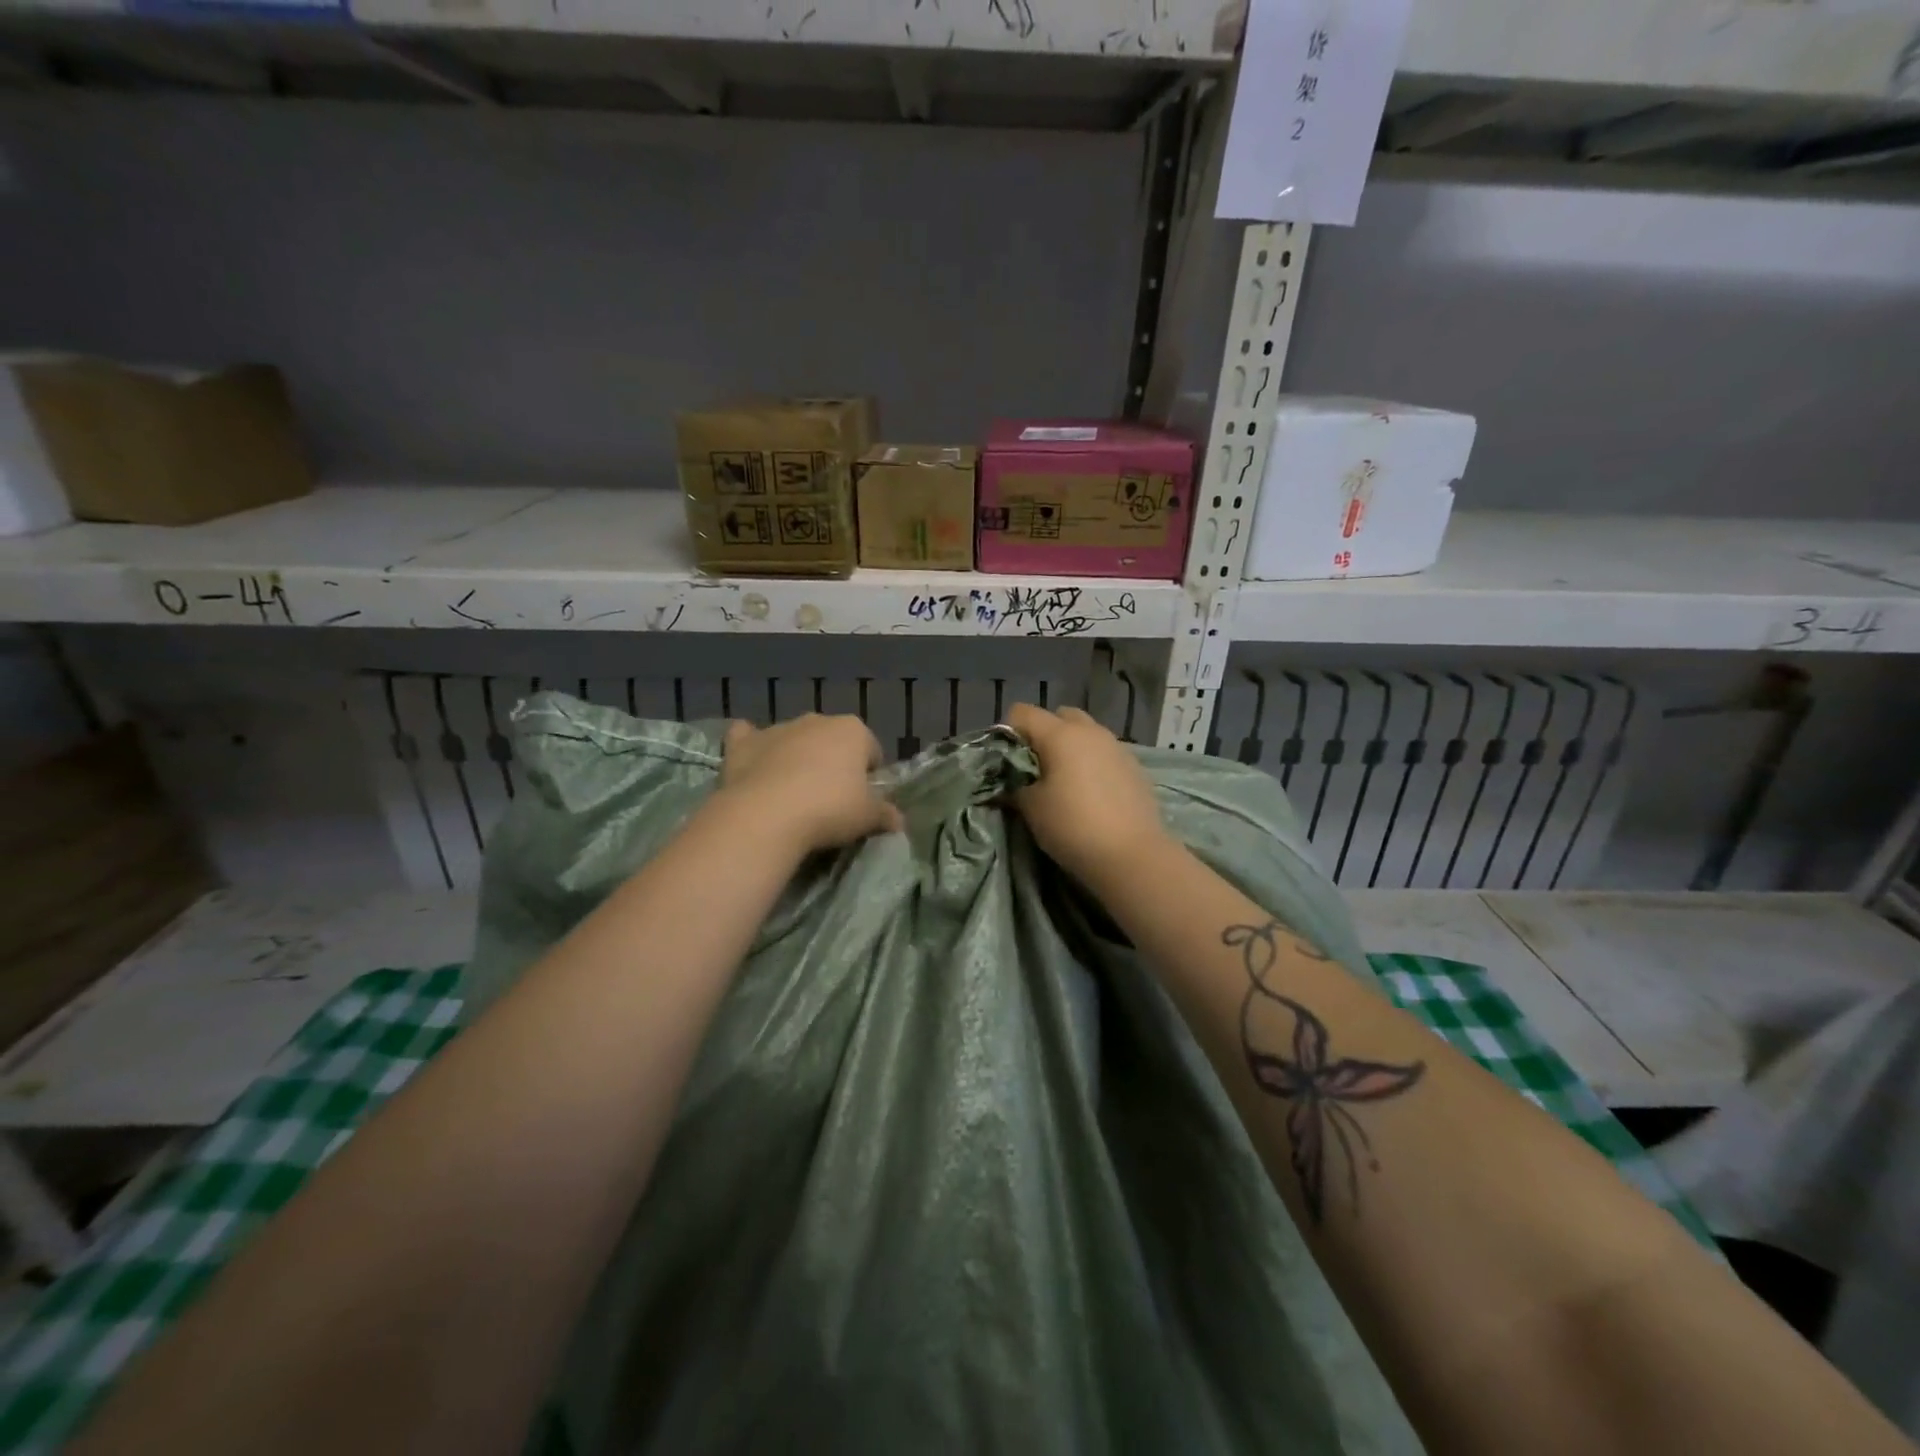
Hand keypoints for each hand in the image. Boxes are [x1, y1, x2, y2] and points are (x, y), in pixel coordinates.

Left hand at [717, 714, 903, 854]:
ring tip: (792, 796)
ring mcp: (777, 729)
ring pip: (793, 740)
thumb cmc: (829, 809)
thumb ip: (886, 814)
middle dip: (832, 763)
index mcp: (853, 730)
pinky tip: (752, 766)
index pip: (871, 749)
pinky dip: (751, 747)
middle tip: (829, 800)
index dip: (869, 775)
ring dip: (795, 758)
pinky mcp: (743, 743)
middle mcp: (816, 720)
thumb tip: (898, 820)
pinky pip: (748, 737)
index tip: (862, 799)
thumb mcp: (868, 817)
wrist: (766, 815)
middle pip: (831, 741)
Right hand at [1004, 704, 1171, 888]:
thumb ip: (1015, 787)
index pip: (1022, 712)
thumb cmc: (1073, 827)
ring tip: (1065, 781)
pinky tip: (1091, 793)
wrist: (1132, 855)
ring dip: (1071, 748)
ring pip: (1086, 733)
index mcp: (1060, 734)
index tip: (1005, 760)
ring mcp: (1117, 746)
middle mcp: (1090, 731)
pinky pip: (1105, 753)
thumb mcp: (1032, 808)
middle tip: (1036, 768)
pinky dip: (1093, 763)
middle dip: (1043, 734)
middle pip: (1059, 716)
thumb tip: (1009, 784)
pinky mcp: (1135, 766)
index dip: (1008, 732)